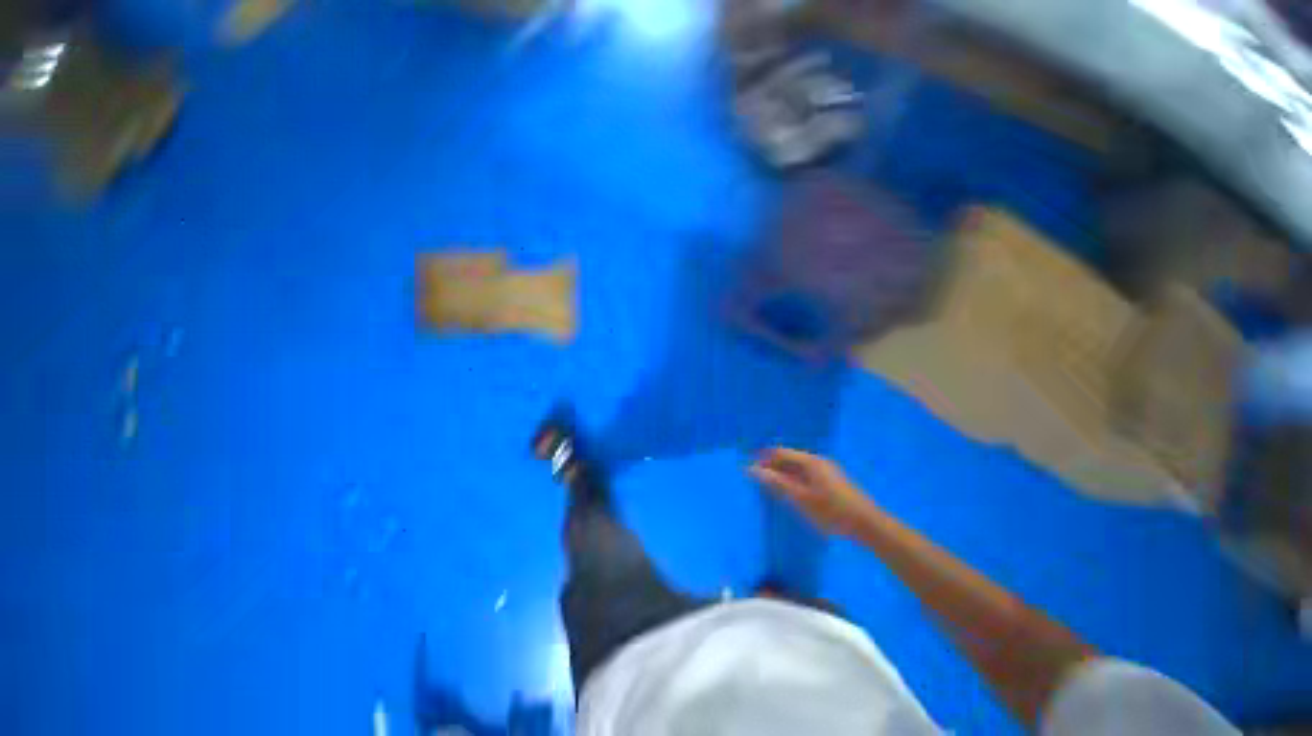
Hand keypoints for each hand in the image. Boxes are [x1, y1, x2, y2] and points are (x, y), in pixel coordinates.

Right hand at [749, 448, 877, 535]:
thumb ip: (775, 483)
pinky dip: (794, 480)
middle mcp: (818, 461)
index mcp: (810, 461)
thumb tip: (751, 469)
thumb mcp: (800, 498)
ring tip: (772, 488)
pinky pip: (806, 475)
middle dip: (772, 466)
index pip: (780, 452)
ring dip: (783, 474)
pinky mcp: (832, 481)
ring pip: (798, 467)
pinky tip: (792, 493)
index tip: (749, 469)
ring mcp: (827, 470)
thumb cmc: (832, 511)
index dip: (763, 458)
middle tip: (758, 481)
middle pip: (789, 458)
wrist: (868, 525)